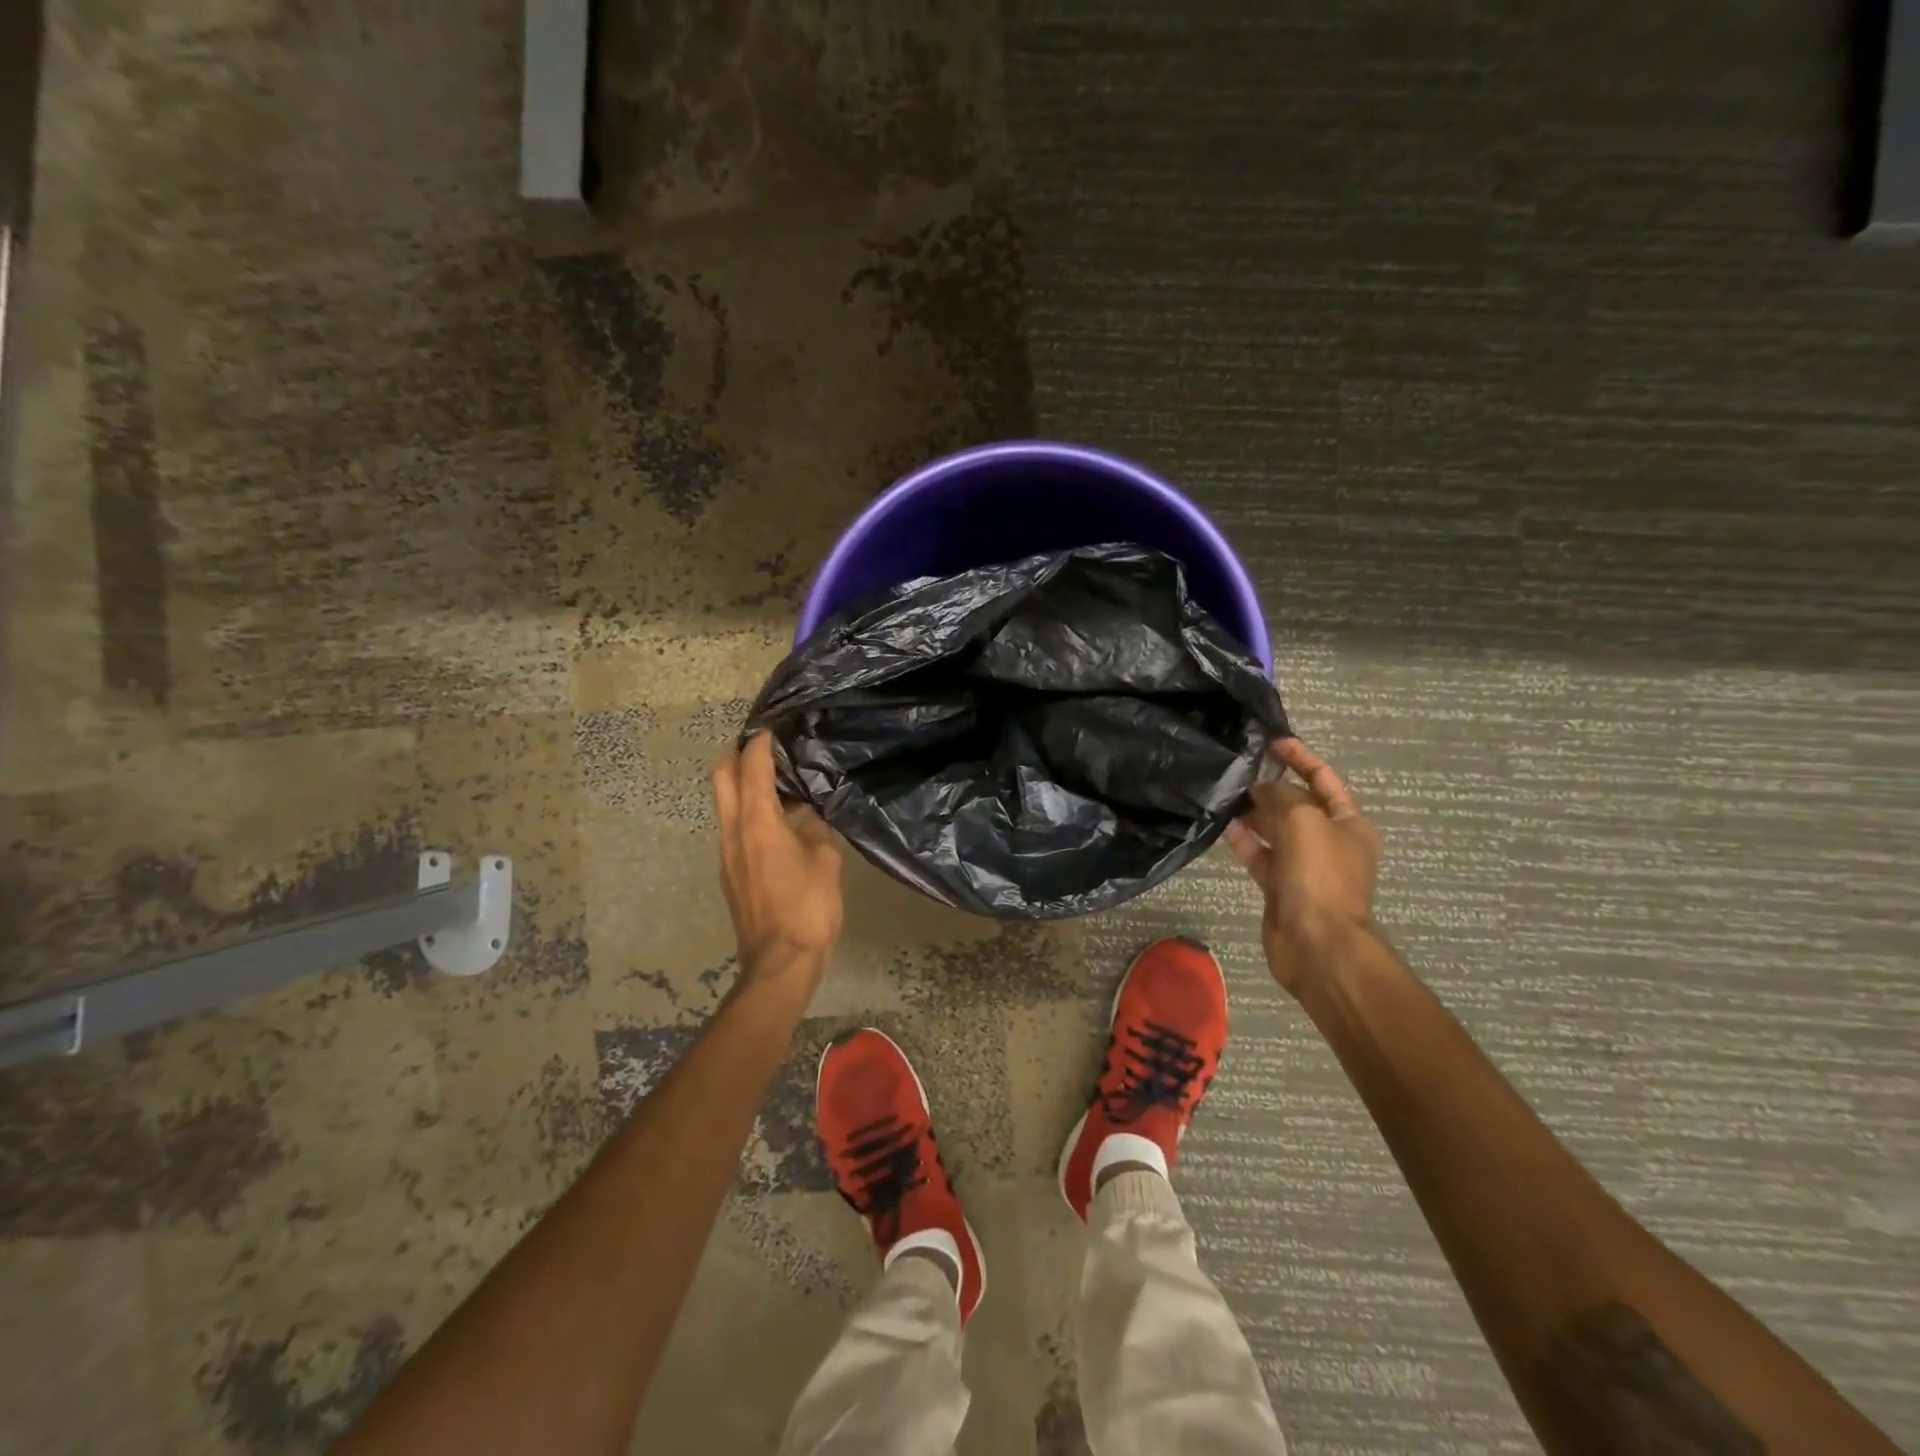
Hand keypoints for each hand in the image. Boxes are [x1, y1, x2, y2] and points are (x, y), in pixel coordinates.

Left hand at [712, 733, 843, 987]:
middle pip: (722, 778)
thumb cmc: (808, 907)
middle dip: (736, 754)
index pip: (752, 768)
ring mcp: (727, 854)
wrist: (780, 962)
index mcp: (758, 823)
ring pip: (725, 804)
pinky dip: (748, 810)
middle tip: (762, 745)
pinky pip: (734, 827)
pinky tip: (777, 820)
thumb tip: (808, 816)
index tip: (773, 727)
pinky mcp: (731, 873)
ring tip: (775, 779)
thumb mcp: (825, 861)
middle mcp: (733, 832)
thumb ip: (816, 831)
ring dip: (741, 784)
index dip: (761, 743)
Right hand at [1224, 738, 1383, 995]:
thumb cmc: (1319, 875)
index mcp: (1350, 823)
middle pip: (1298, 804)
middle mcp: (1329, 841)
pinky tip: (1224, 825)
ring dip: (1254, 812)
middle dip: (1272, 786)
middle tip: (1240, 769)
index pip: (1324, 779)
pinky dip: (1245, 841)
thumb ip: (1280, 796)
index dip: (1300, 758)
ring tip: (1226, 794)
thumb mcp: (1303, 820)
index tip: (1272, 742)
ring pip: (1276, 830)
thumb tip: (1261, 789)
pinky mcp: (1281, 887)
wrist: (1317, 943)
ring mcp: (1305, 866)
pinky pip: (1261, 855)